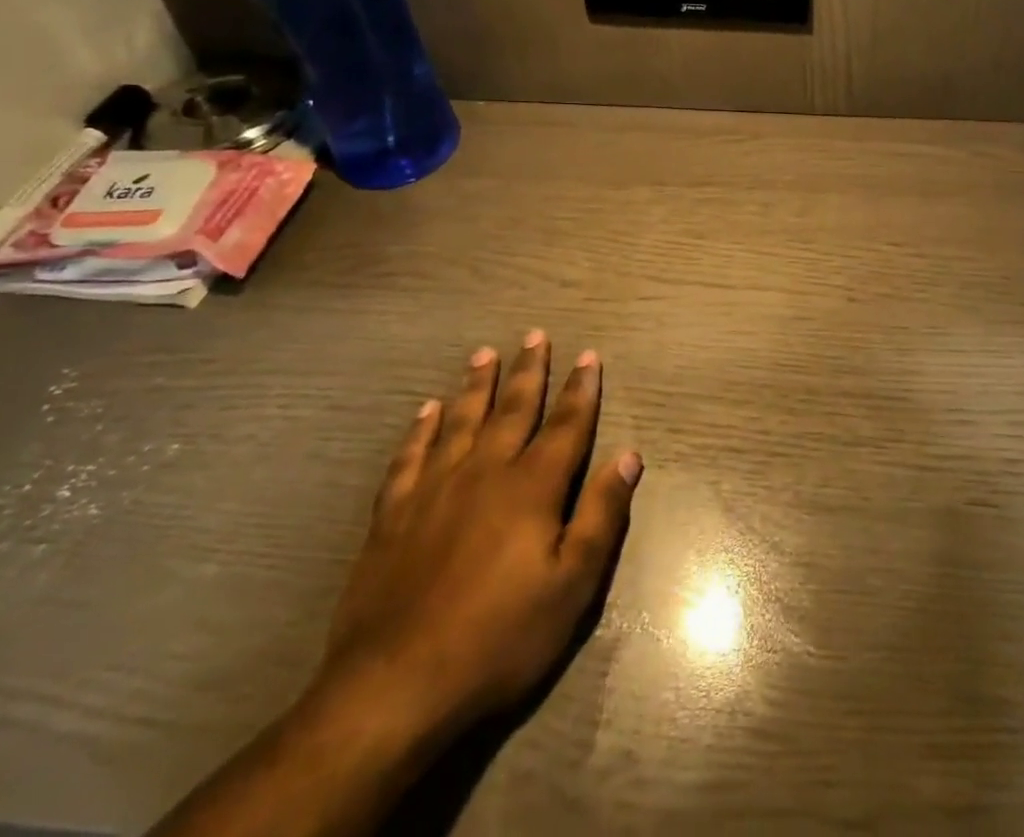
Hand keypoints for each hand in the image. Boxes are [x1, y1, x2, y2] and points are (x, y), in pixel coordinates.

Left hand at [315, 331, 642, 748]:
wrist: (394, 689)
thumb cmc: (499, 639)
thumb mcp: (572, 586)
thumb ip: (602, 515)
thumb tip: (629, 455)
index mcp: (533, 487)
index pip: (566, 425)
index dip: (580, 389)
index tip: (588, 355)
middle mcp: (485, 472)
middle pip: (513, 409)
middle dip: (529, 370)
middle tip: (535, 334)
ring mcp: (435, 490)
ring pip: (461, 421)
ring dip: (477, 385)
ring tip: (484, 353)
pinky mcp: (394, 515)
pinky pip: (410, 456)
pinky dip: (421, 429)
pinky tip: (427, 411)